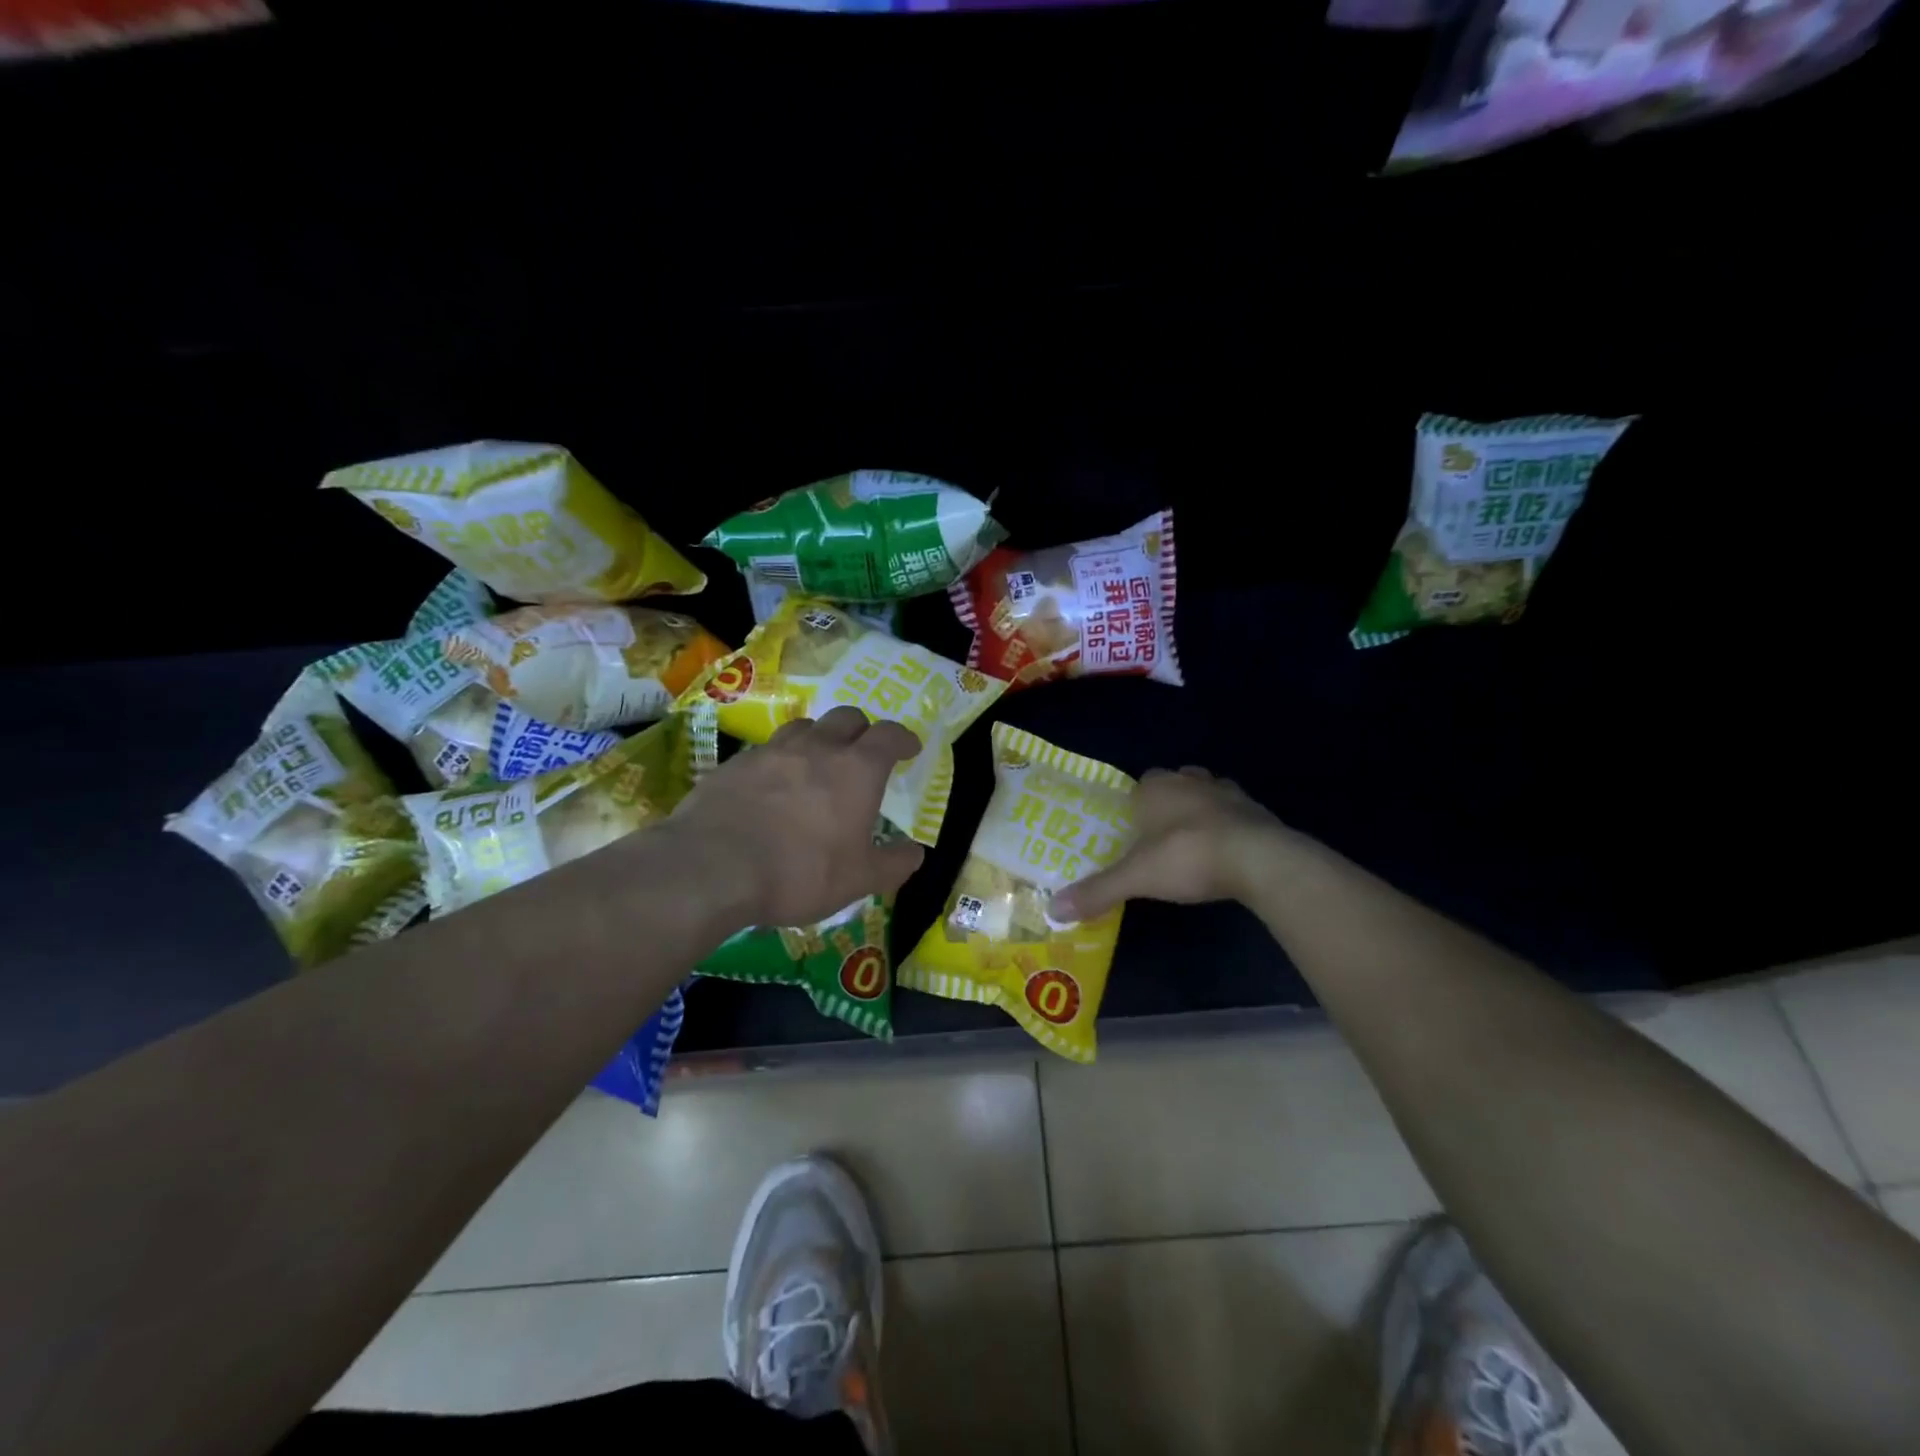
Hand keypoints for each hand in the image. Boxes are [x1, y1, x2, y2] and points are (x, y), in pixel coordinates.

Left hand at [664, 706, 926, 927]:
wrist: (711, 867)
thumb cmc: (800, 873)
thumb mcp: (858, 880)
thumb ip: (892, 864)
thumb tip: (914, 853)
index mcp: (856, 769)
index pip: (889, 735)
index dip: (903, 738)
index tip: (909, 749)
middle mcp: (817, 748)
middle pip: (847, 718)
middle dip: (862, 730)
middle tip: (863, 754)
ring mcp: (772, 751)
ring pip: (804, 727)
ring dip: (819, 738)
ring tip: (816, 764)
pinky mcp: (735, 763)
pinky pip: (767, 750)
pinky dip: (780, 760)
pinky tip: (772, 787)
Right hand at [1051, 766, 1287, 921]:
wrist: (1258, 859)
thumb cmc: (1186, 857)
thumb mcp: (1136, 878)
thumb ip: (1097, 891)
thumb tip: (1052, 910)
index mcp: (1155, 788)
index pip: (1138, 787)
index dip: (1134, 807)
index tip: (1131, 831)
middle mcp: (1190, 781)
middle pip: (1172, 784)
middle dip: (1166, 805)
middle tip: (1158, 838)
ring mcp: (1226, 792)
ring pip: (1205, 793)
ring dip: (1199, 811)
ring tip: (1191, 843)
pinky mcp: (1256, 810)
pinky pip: (1235, 813)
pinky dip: (1228, 827)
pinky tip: (1224, 852)